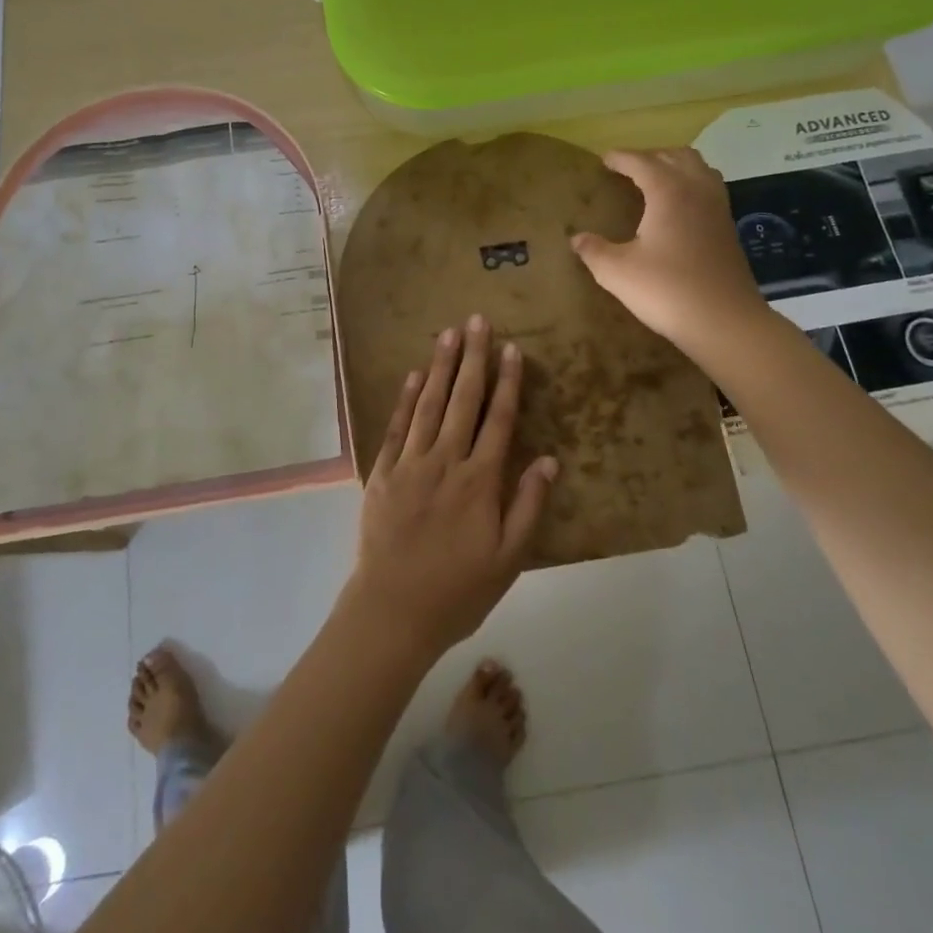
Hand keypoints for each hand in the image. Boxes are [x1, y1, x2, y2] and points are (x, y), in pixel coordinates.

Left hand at [344, 315, 557, 657]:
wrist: (393, 611)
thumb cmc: (458, 590)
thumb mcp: (508, 559)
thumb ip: (528, 506)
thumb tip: (550, 460)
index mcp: (480, 481)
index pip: (498, 420)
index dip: (508, 382)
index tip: (513, 349)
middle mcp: (445, 461)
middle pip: (463, 400)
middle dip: (473, 358)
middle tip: (477, 320)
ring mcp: (410, 463)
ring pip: (428, 404)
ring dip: (440, 366)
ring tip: (447, 333)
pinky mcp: (382, 472)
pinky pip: (396, 426)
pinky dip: (405, 398)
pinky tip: (412, 374)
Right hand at [570, 148, 766, 353]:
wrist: (724, 321)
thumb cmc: (666, 290)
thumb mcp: (617, 272)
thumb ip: (594, 251)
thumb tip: (577, 239)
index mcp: (668, 192)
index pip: (642, 162)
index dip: (621, 158)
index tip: (604, 159)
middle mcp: (697, 191)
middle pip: (676, 156)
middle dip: (650, 156)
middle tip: (628, 169)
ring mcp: (718, 209)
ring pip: (699, 169)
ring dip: (676, 166)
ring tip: (656, 180)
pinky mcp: (728, 229)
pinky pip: (709, 190)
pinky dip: (691, 185)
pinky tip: (678, 209)